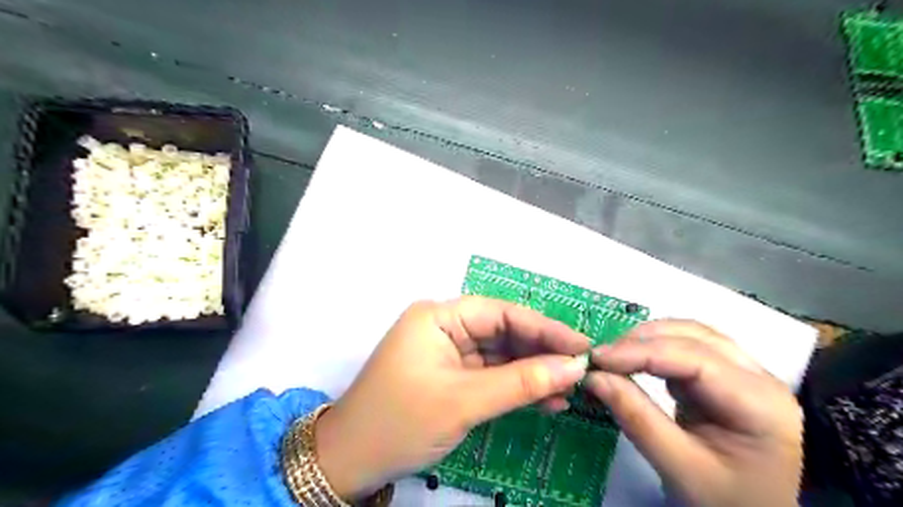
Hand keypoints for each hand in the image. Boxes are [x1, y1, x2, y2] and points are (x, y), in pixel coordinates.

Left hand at [314, 297, 589, 498]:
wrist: (351, 462)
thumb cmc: (400, 422)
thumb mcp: (463, 401)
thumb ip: (521, 382)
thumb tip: (573, 366)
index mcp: (438, 316)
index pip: (501, 313)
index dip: (543, 328)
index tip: (581, 345)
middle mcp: (444, 327)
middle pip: (503, 332)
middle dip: (541, 352)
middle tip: (582, 369)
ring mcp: (448, 352)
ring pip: (501, 355)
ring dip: (533, 372)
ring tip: (571, 388)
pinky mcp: (452, 375)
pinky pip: (491, 374)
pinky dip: (517, 386)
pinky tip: (547, 399)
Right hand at [585, 321, 804, 506]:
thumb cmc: (727, 501)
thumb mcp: (680, 468)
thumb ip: (637, 419)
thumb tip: (594, 378)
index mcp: (759, 403)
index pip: (692, 358)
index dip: (640, 352)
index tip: (597, 359)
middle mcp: (759, 377)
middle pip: (693, 336)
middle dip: (641, 341)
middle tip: (601, 359)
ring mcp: (746, 373)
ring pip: (690, 336)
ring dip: (647, 341)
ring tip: (613, 359)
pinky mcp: (728, 377)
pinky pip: (688, 349)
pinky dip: (655, 350)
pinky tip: (635, 364)